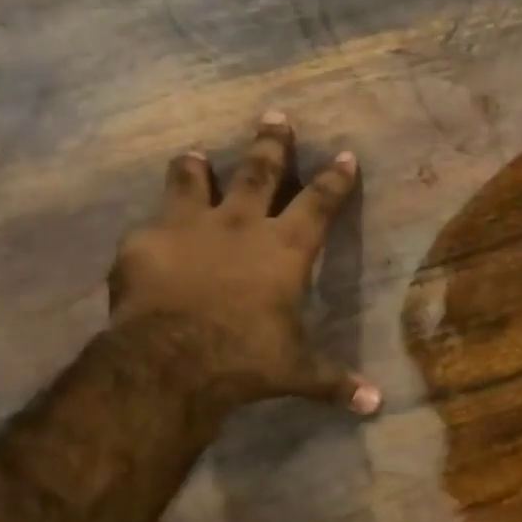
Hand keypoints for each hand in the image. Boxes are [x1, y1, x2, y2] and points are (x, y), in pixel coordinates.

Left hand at [110, 111, 380, 417]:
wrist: (170, 360)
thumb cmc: (246, 359)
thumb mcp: (297, 372)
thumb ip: (335, 382)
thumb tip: (376, 406)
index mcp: (285, 249)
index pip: (319, 203)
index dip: (336, 179)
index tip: (345, 155)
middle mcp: (240, 225)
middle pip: (259, 171)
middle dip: (271, 144)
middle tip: (274, 116)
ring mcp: (187, 227)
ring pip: (194, 181)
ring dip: (198, 167)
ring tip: (195, 154)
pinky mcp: (144, 242)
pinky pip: (151, 225)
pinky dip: (155, 228)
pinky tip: (148, 235)